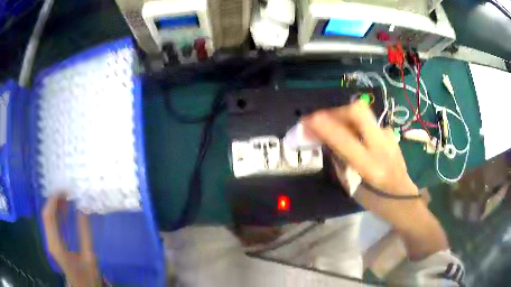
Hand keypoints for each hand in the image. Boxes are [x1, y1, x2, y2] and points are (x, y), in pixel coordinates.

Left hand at [42, 195, 99, 286]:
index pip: (49, 216)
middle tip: (67, 191)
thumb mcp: (89, 257)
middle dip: (54, 200)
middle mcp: (50, 241)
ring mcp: (50, 242)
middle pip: (46, 215)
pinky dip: (56, 213)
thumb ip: (85, 233)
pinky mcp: (53, 243)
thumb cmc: (87, 276)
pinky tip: (64, 209)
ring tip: (66, 197)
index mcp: (57, 246)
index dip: (54, 200)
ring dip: (55, 205)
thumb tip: (84, 209)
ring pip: (47, 218)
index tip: (65, 190)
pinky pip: (51, 223)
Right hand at [303, 102, 448, 260]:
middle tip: (322, 119)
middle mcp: (381, 146)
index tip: (306, 121)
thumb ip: (340, 162)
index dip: (323, 127)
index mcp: (370, 167)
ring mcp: (389, 137)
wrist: (405, 200)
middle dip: (336, 111)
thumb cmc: (377, 202)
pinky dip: (356, 125)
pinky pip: (369, 123)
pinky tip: (353, 137)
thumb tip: (327, 141)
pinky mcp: (391, 134)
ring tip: (334, 128)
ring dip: (344, 117)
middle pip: (358, 111)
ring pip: (363, 114)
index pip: (344, 139)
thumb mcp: (353, 188)